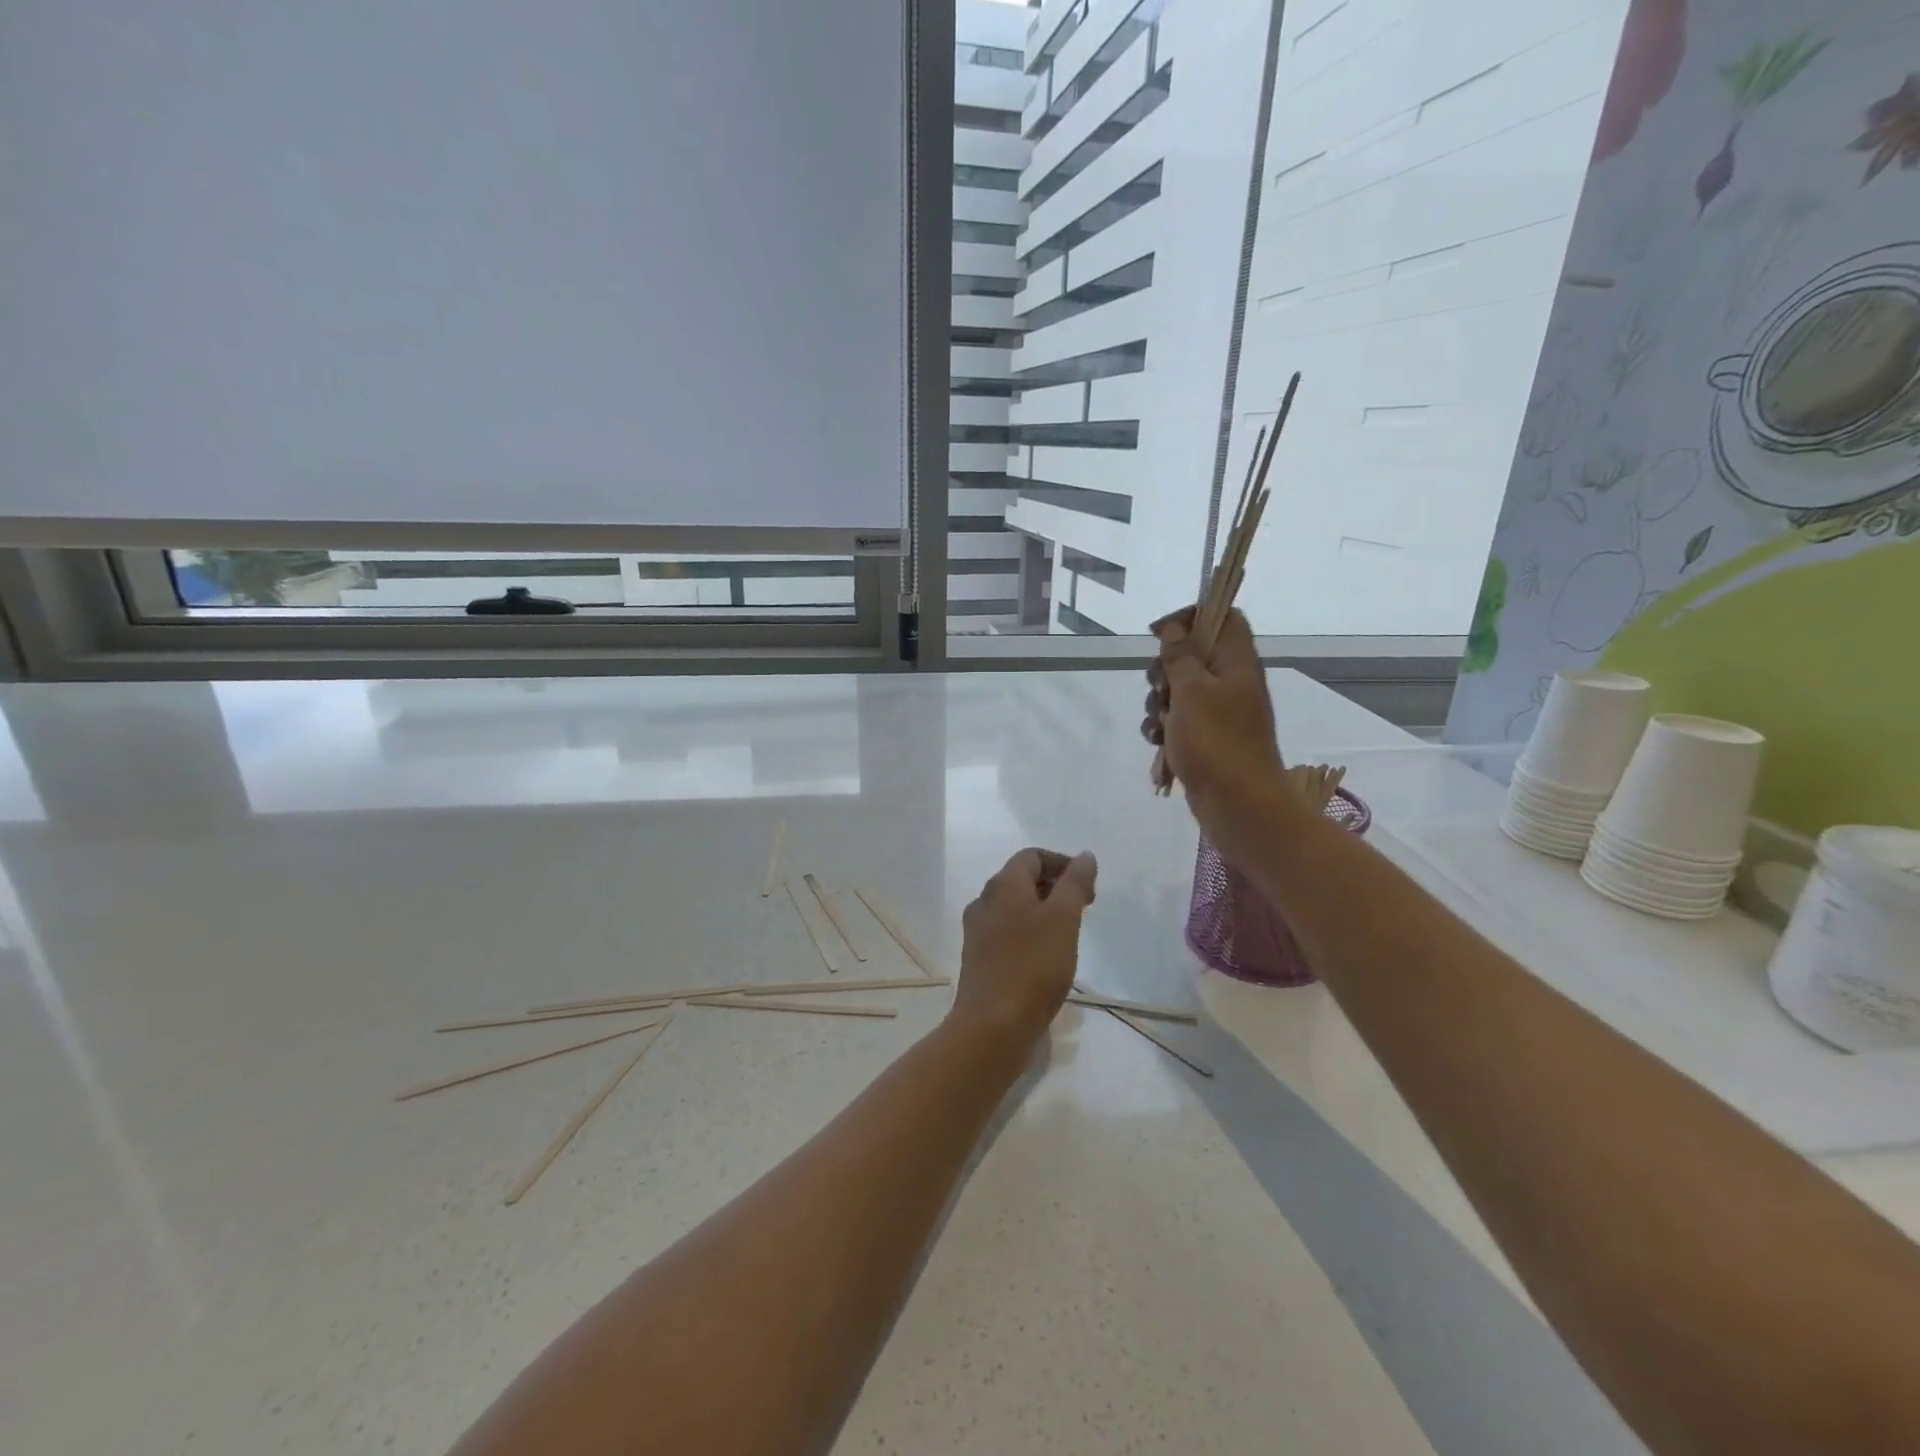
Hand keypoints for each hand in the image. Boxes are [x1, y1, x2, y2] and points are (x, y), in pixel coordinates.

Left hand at [954, 847, 1097, 1045]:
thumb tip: (1084, 856)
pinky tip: (1046, 957)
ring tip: (1069, 933)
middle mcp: (984, 901)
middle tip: (1084, 908)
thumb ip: (1074, 883)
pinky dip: (1030, 933)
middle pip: (1021, 880)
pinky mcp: (979, 959)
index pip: (1032, 856)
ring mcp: (978, 931)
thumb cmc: (1033, 966)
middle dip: (1055, 887)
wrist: (992, 1026)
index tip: (1088, 887)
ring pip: (1014, 907)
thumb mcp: (1063, 918)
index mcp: (1002, 885)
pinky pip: (1007, 932)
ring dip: (1043, 911)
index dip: (1062, 863)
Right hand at [1142, 606, 1286, 860]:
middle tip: (1163, 690)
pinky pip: (1177, 720)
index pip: (1222, 616)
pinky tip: (1159, 743)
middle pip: (1190, 654)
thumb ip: (1180, 656)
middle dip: (1164, 670)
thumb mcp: (1192, 691)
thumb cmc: (1217, 742)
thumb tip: (1175, 628)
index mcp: (1237, 662)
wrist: (1238, 805)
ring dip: (1158, 704)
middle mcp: (1230, 681)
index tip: (1160, 634)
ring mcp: (1218, 712)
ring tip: (1161, 726)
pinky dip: (1163, 728)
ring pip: (1177, 690)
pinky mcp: (1205, 738)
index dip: (1190, 616)